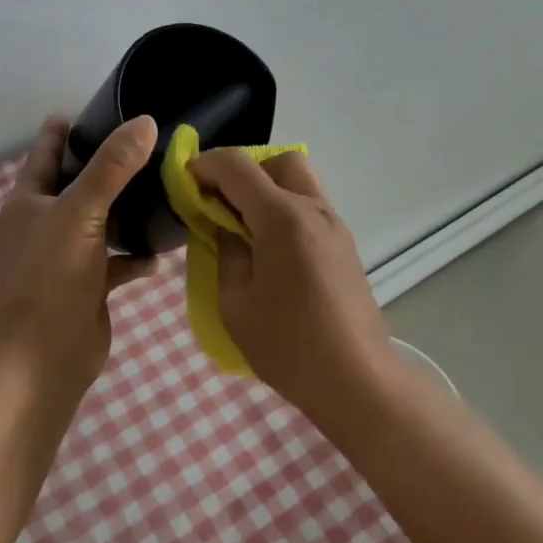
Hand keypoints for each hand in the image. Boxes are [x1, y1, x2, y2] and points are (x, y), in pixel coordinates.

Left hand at [0, 114, 159, 397]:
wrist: (44, 359)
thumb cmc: (51, 276)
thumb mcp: (81, 211)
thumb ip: (113, 167)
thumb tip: (146, 122)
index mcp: (30, 198)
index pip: (49, 147)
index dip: (74, 125)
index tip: (112, 105)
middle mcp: (46, 221)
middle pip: (82, 181)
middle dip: (113, 164)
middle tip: (155, 141)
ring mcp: (68, 254)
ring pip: (103, 219)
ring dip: (130, 208)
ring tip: (168, 185)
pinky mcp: (89, 283)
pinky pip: (119, 259)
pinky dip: (139, 254)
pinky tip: (166, 250)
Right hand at [189, 149, 394, 417]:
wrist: (358, 381)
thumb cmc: (289, 346)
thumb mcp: (235, 302)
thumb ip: (224, 252)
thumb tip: (222, 226)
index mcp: (282, 217)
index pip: (237, 166)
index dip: (205, 165)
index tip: (184, 183)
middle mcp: (313, 209)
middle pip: (279, 160)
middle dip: (245, 170)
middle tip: (222, 203)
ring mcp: (334, 225)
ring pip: (299, 180)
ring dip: (267, 188)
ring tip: (244, 228)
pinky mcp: (344, 244)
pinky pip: (309, 206)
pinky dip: (284, 208)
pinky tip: (270, 248)